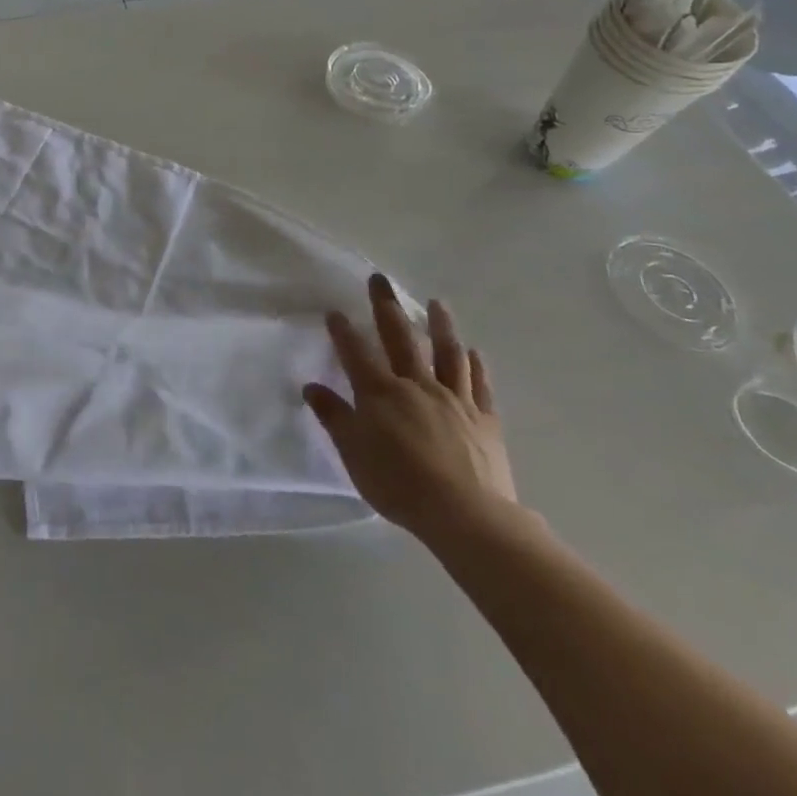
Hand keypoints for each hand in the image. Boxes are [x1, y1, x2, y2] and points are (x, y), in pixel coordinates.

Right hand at [303, 274, 515, 545]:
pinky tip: (474, 352)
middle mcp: (416, 385)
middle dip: (386, 307)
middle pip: (399, 338)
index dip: (343, 331)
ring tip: (437, 303)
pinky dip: (476, 366)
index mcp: (380, 393)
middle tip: (380, 279)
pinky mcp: (484, 420)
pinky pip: (480, 386)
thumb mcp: (353, 452)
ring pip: (446, 353)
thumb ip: (334, 417)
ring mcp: (454, 400)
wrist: (466, 516)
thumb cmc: (399, 484)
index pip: (355, 353)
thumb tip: (311, 387)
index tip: (334, 311)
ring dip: (440, 325)